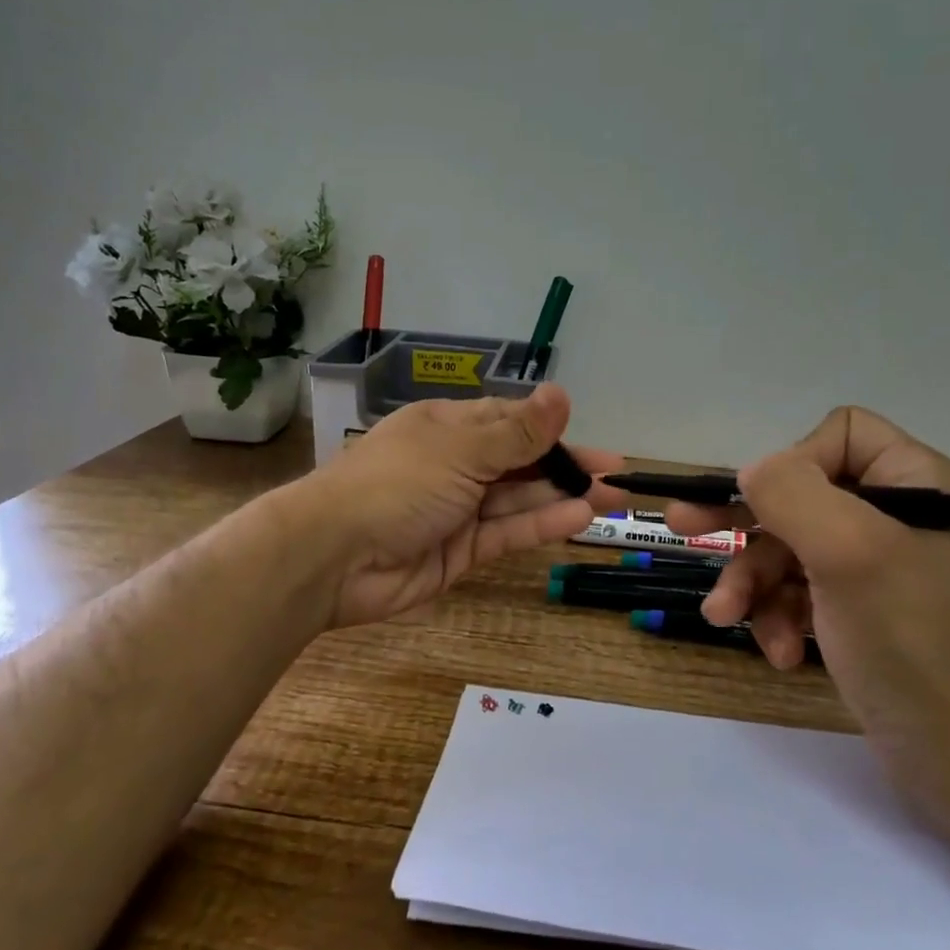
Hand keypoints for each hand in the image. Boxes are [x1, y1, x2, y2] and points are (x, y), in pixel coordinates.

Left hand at [294, 384, 626, 628]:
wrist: (332, 557)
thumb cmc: (396, 484)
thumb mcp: (461, 448)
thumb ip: (517, 433)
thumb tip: (562, 392)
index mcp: (448, 428)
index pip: (510, 422)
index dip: (552, 430)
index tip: (592, 442)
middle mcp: (455, 465)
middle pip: (521, 462)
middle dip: (567, 467)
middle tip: (616, 477)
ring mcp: (457, 510)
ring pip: (518, 500)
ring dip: (562, 497)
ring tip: (610, 499)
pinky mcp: (459, 552)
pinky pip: (506, 534)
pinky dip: (540, 525)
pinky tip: (578, 519)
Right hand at [664, 406, 949, 786]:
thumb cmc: (913, 641)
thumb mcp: (851, 554)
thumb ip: (793, 496)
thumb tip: (751, 471)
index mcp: (914, 484)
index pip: (839, 436)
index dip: (796, 464)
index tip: (767, 506)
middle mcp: (894, 517)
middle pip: (800, 495)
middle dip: (744, 523)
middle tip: (681, 526)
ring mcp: (873, 568)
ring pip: (787, 549)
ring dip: (753, 585)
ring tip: (724, 619)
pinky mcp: (856, 613)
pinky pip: (798, 593)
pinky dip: (778, 619)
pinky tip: (778, 653)